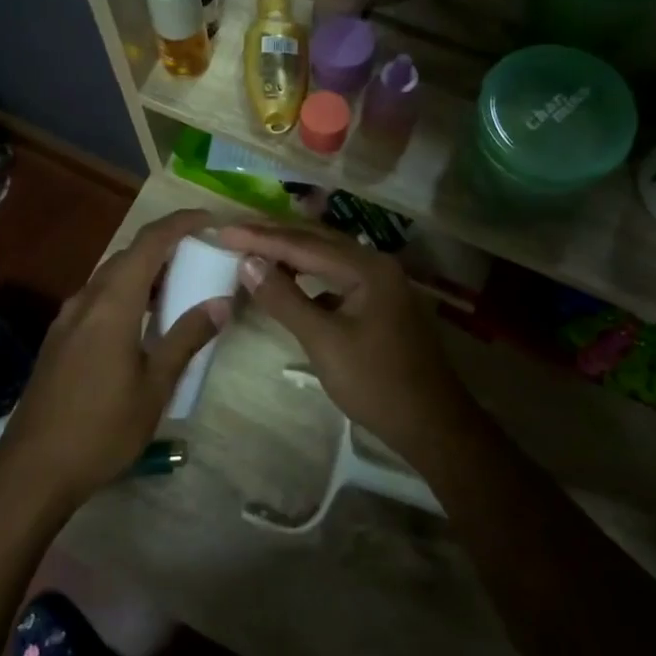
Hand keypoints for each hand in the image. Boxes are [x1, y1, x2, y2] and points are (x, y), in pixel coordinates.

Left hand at [0, 210, 228, 507]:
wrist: (32, 469)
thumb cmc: (101, 429)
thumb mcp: (155, 387)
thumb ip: (186, 338)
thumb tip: (220, 303)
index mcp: (112, 304)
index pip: (149, 243)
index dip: (180, 224)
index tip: (211, 221)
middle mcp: (86, 300)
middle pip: (128, 256)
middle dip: (165, 246)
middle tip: (201, 256)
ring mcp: (67, 319)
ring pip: (111, 277)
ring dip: (144, 272)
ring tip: (178, 286)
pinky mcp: (59, 339)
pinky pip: (98, 299)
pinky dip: (126, 294)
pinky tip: (142, 321)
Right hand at [214, 221, 477, 467]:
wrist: (432, 424)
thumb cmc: (376, 383)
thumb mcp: (324, 341)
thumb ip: (285, 299)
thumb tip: (248, 262)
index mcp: (367, 267)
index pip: (304, 243)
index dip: (261, 238)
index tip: (223, 231)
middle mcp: (376, 264)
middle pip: (317, 241)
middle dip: (274, 236)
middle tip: (234, 232)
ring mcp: (381, 283)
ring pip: (327, 258)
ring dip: (291, 253)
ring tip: (253, 251)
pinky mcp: (379, 303)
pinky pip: (336, 277)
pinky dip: (308, 276)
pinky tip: (289, 283)